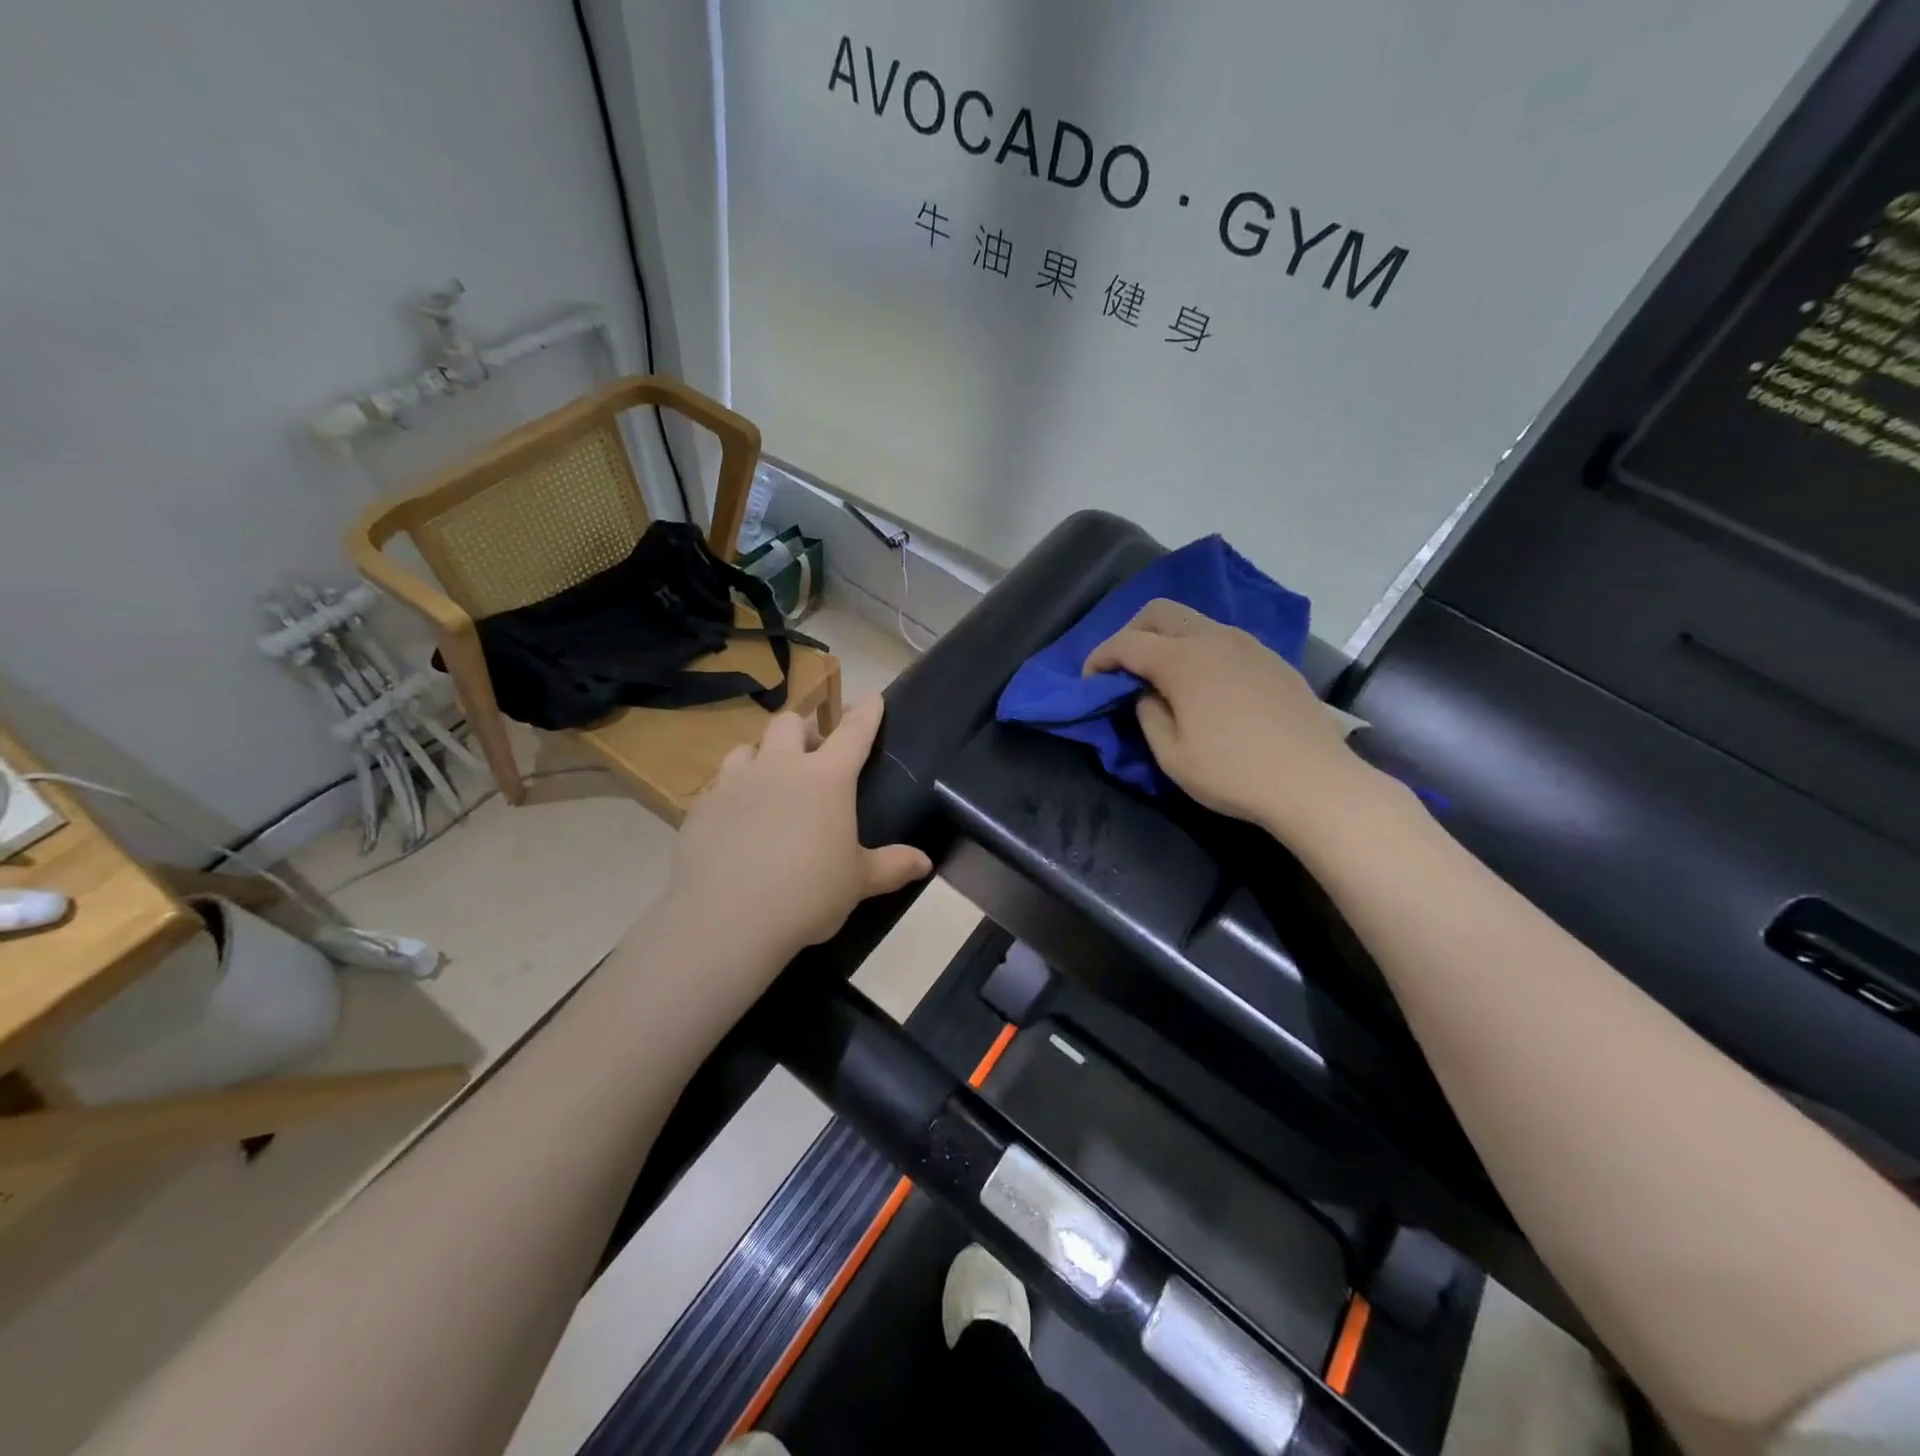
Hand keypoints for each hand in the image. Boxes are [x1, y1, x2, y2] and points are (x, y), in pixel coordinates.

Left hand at [665, 695, 932, 963]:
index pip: (853, 732)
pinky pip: (718, 786)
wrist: (727, 920)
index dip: (867, 713)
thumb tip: (925, 863)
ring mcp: (735, 784)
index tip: (873, 699)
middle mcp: (780, 768)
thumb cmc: (807, 895)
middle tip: (811, 758)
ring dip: (762, 757)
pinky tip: (736, 823)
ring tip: (768, 785)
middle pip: (789, 722)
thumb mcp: (858, 883)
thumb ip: (892, 866)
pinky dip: (733, 795)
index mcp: (826, 779)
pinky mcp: (701, 808)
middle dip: (804, 730)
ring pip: (747, 748)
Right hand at [1084, 599, 1389, 843]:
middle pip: (1160, 611)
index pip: (1127, 643)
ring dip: (1167, 638)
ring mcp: (1247, 645)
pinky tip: (1203, 684)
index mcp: (1184, 660)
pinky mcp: (1271, 659)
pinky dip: (1198, 648)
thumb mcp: (1171, 755)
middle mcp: (1214, 639)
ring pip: (1194, 620)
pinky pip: (1222, 638)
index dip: (1100, 657)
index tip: (1088, 681)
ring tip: (1161, 676)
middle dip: (1131, 632)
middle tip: (1123, 668)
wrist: (1313, 782)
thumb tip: (1145, 693)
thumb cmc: (1233, 773)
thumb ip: (1147, 714)